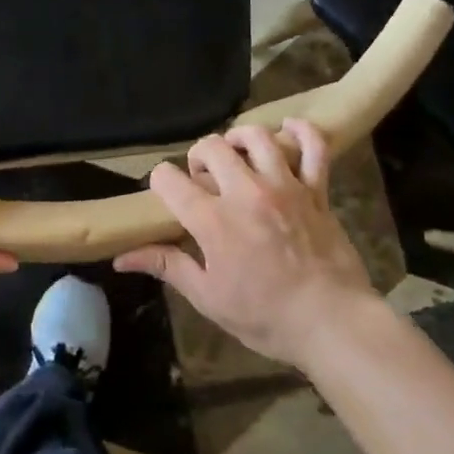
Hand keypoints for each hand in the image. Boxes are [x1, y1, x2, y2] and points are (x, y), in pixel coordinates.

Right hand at [115, 120, 374, 367]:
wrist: (332, 324)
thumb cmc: (265, 316)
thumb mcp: (208, 297)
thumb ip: (167, 266)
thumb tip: (121, 258)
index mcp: (213, 220)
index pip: (169, 179)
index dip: (160, 182)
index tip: (167, 195)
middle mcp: (246, 192)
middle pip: (211, 146)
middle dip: (198, 157)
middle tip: (204, 180)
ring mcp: (285, 187)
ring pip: (257, 137)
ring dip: (239, 138)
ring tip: (236, 155)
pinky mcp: (316, 190)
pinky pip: (314, 147)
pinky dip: (302, 131)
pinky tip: (288, 129)